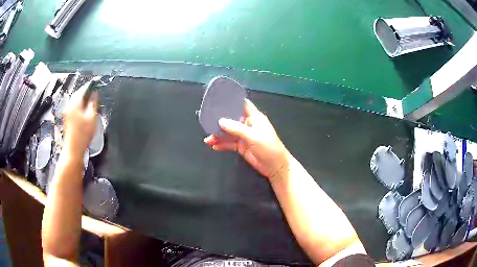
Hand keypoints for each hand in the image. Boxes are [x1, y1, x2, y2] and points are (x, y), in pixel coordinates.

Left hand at [63, 82, 97, 155]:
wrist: (72, 150)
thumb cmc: (82, 135)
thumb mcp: (91, 118)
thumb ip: (93, 103)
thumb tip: (95, 94)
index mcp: (75, 103)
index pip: (83, 89)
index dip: (90, 86)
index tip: (96, 84)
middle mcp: (69, 105)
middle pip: (78, 94)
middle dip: (86, 93)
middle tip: (93, 94)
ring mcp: (66, 112)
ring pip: (75, 101)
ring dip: (82, 99)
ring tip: (89, 103)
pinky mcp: (66, 118)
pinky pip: (73, 107)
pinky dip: (79, 106)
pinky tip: (83, 111)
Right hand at [204, 99, 290, 179]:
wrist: (275, 167)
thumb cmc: (268, 147)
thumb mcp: (253, 136)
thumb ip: (236, 128)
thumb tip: (220, 121)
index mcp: (254, 117)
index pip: (242, 104)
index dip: (232, 101)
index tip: (218, 100)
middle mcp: (248, 124)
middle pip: (232, 119)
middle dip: (220, 120)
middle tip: (206, 121)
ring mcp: (244, 136)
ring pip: (229, 133)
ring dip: (219, 135)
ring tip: (207, 139)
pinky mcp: (242, 147)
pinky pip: (229, 143)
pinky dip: (222, 145)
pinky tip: (214, 146)